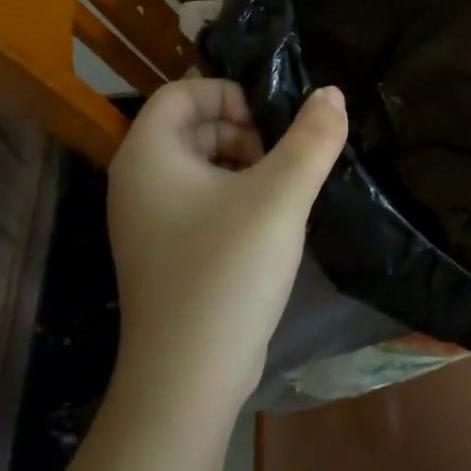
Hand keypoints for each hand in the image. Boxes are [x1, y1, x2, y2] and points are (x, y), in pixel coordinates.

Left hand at [105, 80, 348, 409]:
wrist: (188, 379)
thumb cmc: (227, 270)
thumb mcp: (281, 195)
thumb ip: (312, 138)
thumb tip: (331, 93)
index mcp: (148, 155)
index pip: (182, 91)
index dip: (229, 94)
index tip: (271, 122)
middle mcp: (138, 182)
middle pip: (192, 126)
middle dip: (243, 130)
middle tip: (283, 158)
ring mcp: (149, 222)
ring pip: (200, 166)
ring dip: (245, 164)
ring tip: (284, 189)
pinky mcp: (167, 253)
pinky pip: (201, 201)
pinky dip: (236, 196)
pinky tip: (271, 221)